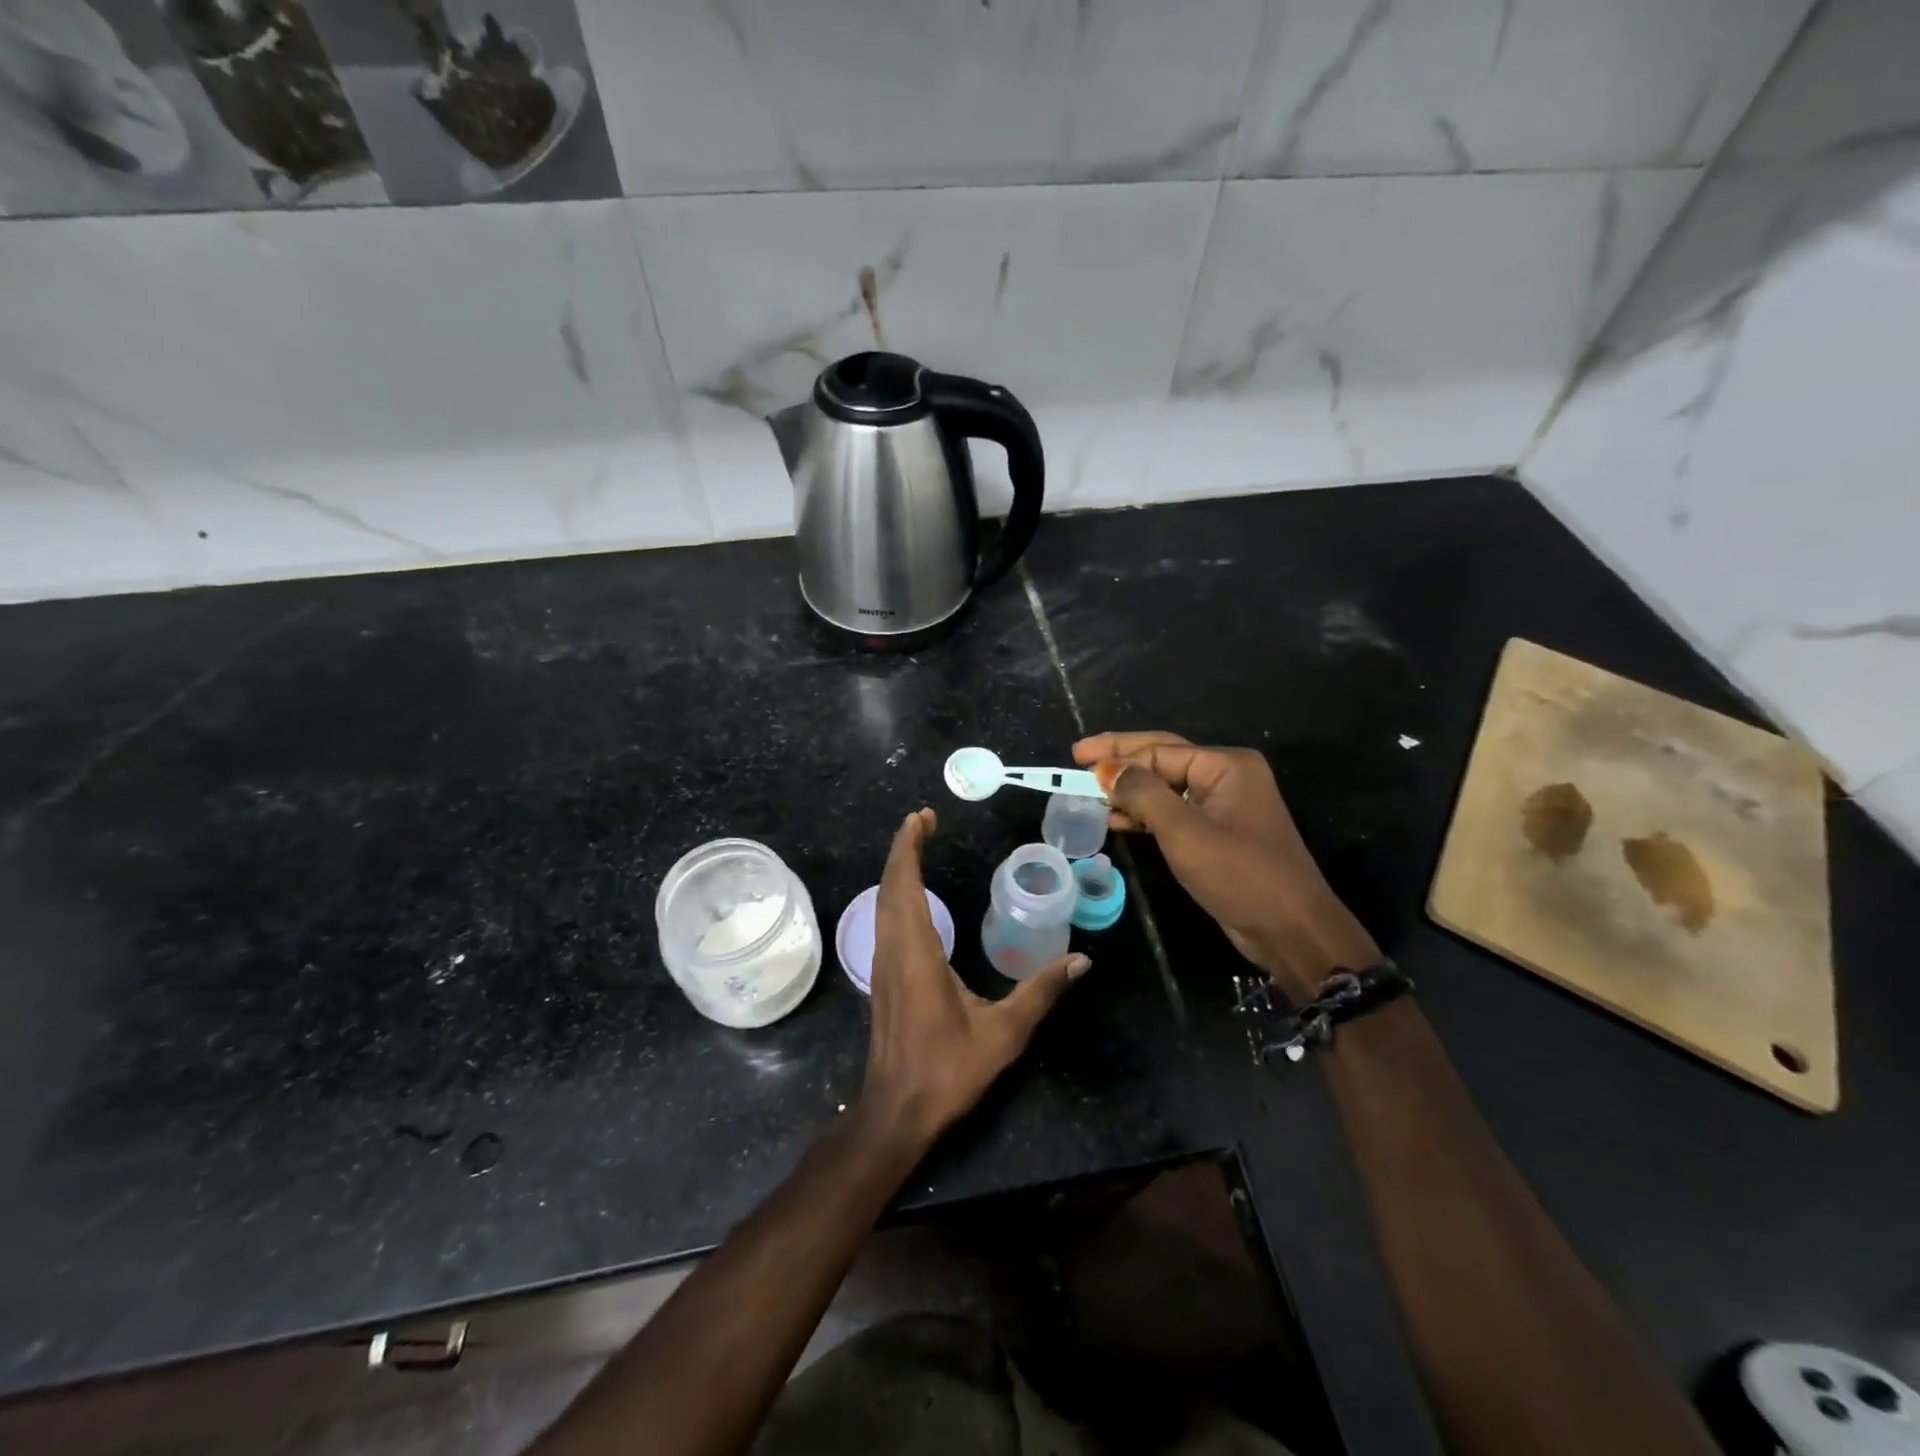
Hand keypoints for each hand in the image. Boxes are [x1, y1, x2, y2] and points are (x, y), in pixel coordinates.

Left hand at [861, 809, 1088, 1151]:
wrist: (896, 1110)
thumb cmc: (948, 1069)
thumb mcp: (1003, 1033)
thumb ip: (1040, 992)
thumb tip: (1080, 960)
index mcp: (916, 952)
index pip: (904, 884)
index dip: (908, 846)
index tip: (921, 817)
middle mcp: (892, 948)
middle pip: (889, 885)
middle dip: (903, 847)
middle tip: (924, 820)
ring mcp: (881, 962)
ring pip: (882, 901)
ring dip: (897, 869)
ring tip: (917, 845)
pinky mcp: (881, 976)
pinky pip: (883, 918)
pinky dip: (895, 892)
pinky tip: (912, 896)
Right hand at [1073, 732, 1376, 1000]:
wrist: (1290, 930)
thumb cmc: (1239, 874)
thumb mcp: (1184, 832)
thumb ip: (1143, 794)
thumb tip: (1107, 769)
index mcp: (1226, 765)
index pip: (1159, 750)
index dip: (1117, 754)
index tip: (1077, 760)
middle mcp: (1226, 777)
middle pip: (1162, 760)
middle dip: (1120, 760)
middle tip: (1078, 758)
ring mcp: (1223, 806)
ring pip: (1165, 788)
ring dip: (1129, 790)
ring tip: (1088, 792)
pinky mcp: (1218, 833)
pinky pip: (1174, 813)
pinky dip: (1145, 815)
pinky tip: (1116, 820)